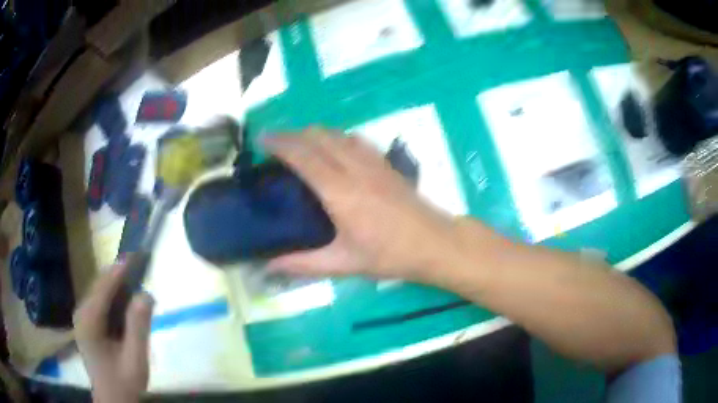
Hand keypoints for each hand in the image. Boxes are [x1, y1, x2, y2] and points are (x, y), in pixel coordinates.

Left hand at [74, 264, 153, 402]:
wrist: (113, 399)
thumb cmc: (124, 383)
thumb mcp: (135, 360)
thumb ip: (138, 328)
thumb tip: (146, 294)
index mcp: (88, 321)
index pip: (103, 287)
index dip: (119, 269)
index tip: (136, 254)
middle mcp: (81, 313)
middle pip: (100, 286)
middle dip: (118, 274)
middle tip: (139, 263)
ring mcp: (82, 317)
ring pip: (99, 292)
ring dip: (117, 284)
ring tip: (135, 275)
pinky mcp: (87, 323)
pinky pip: (100, 301)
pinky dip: (113, 296)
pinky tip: (125, 298)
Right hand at [264, 127, 459, 280]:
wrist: (434, 243)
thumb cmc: (389, 255)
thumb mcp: (343, 264)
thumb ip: (303, 264)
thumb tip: (268, 266)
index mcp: (340, 192)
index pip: (303, 156)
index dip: (280, 144)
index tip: (262, 139)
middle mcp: (355, 168)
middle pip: (318, 136)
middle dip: (292, 134)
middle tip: (274, 144)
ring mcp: (373, 162)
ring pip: (337, 134)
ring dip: (314, 134)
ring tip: (298, 145)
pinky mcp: (385, 163)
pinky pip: (354, 139)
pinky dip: (335, 137)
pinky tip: (333, 149)